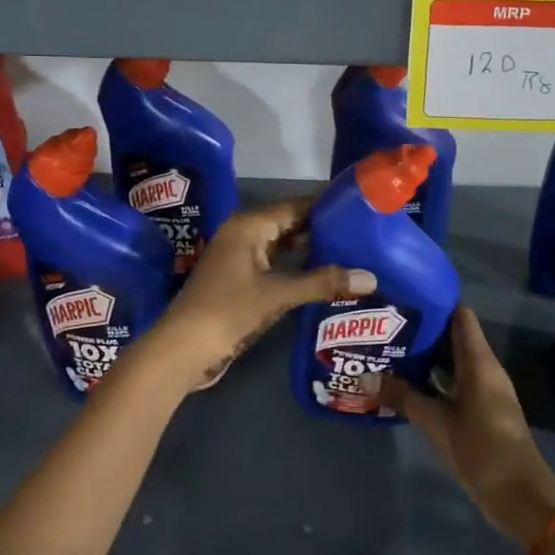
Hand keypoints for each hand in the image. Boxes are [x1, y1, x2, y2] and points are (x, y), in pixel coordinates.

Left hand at [147, 197, 374, 391]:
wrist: (183, 349)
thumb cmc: (228, 311)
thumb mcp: (278, 295)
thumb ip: (323, 283)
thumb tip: (371, 277)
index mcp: (249, 225)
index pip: (295, 205)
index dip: (325, 205)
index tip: (358, 205)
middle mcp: (243, 233)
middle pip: (289, 222)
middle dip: (322, 227)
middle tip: (361, 230)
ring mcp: (239, 257)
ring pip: (282, 244)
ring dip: (310, 248)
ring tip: (350, 250)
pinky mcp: (239, 279)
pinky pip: (274, 263)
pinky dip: (296, 266)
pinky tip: (322, 275)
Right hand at [383, 308, 554, 549]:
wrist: (520, 496)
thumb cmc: (481, 449)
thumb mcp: (435, 422)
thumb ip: (402, 396)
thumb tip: (364, 375)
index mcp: (479, 361)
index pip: (459, 315)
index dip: (434, 302)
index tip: (404, 297)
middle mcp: (484, 368)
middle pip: (454, 336)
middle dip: (423, 329)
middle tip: (386, 324)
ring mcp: (485, 390)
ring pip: (453, 360)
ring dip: (427, 356)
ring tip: (390, 349)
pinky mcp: (481, 410)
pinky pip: (455, 382)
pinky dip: (434, 378)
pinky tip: (407, 384)